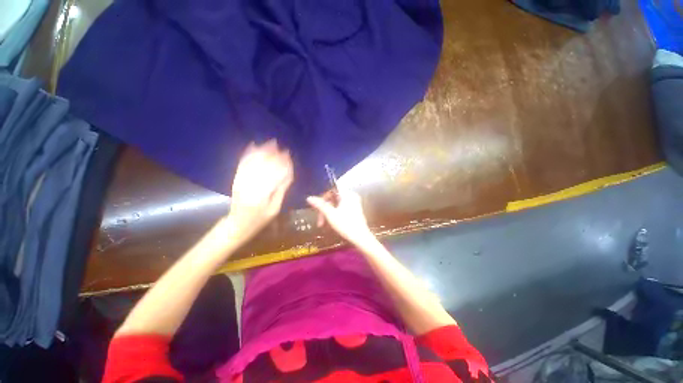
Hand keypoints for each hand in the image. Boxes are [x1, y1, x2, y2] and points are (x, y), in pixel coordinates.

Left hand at [226, 140, 292, 241]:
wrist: (237, 224)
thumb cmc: (260, 219)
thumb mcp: (275, 208)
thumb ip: (281, 190)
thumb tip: (289, 174)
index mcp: (262, 196)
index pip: (275, 176)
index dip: (283, 165)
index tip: (289, 156)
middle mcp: (250, 186)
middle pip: (264, 167)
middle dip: (274, 156)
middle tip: (283, 148)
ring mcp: (241, 182)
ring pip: (253, 163)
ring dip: (262, 152)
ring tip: (271, 143)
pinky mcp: (236, 180)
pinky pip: (242, 165)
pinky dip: (248, 155)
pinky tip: (253, 146)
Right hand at [307, 189, 374, 246]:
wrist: (361, 238)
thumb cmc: (346, 225)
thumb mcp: (330, 215)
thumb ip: (320, 205)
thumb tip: (309, 198)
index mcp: (347, 194)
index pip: (331, 189)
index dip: (323, 196)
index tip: (317, 207)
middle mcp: (351, 196)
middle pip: (333, 197)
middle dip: (324, 208)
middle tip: (319, 220)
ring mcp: (354, 203)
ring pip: (336, 203)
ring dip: (328, 212)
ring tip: (323, 224)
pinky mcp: (354, 210)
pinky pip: (341, 207)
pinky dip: (334, 213)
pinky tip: (331, 222)